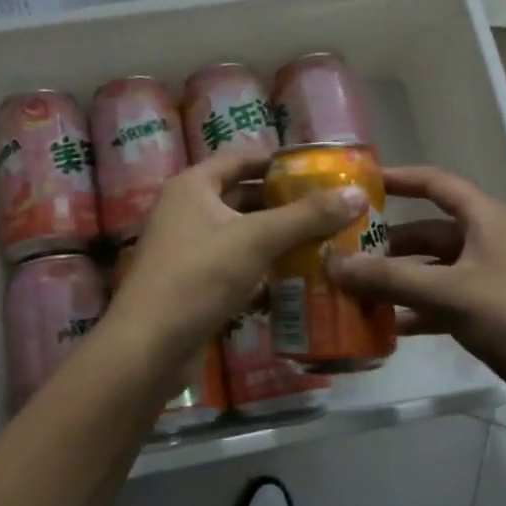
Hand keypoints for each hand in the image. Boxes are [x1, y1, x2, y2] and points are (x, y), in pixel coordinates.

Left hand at [105, 145, 367, 365]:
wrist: (148, 347)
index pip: (242, 158)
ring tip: (324, 240)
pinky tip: (296, 277)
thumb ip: (306, 216)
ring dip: (277, 237)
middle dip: (284, 202)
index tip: (320, 170)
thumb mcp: (256, 240)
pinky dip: (262, 267)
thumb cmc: (199, 278)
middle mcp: (186, 210)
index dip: (279, 160)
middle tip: (330, 207)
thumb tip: (357, 194)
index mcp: (193, 186)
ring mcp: (188, 248)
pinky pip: (235, 264)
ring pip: (241, 233)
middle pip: (243, 195)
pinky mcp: (194, 282)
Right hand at [325, 165, 505, 412]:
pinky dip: (423, 310)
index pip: (437, 183)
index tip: (361, 184)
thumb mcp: (449, 294)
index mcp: (487, 219)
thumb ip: (389, 279)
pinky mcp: (500, 314)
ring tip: (360, 294)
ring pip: (438, 271)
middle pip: (432, 233)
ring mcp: (497, 279)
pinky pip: (450, 302)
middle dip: (390, 245)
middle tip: (347, 256)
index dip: (400, 178)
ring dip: (402, 281)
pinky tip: (393, 328)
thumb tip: (333, 264)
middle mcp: (492, 241)